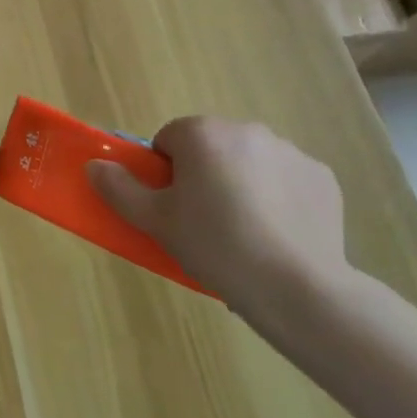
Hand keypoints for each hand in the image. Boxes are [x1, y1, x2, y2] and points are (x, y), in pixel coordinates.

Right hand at [87, 116, 346, 324]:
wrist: (297, 287)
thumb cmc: (215, 245)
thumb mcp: (155, 221)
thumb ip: (119, 188)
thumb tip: (94, 166)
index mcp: (201, 133)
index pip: (169, 139)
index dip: (165, 173)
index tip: (173, 207)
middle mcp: (246, 130)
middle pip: (211, 148)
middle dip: (204, 175)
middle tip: (203, 222)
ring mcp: (289, 152)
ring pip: (249, 162)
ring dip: (242, 184)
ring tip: (244, 233)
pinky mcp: (322, 178)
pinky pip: (287, 180)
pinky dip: (280, 199)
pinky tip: (278, 235)